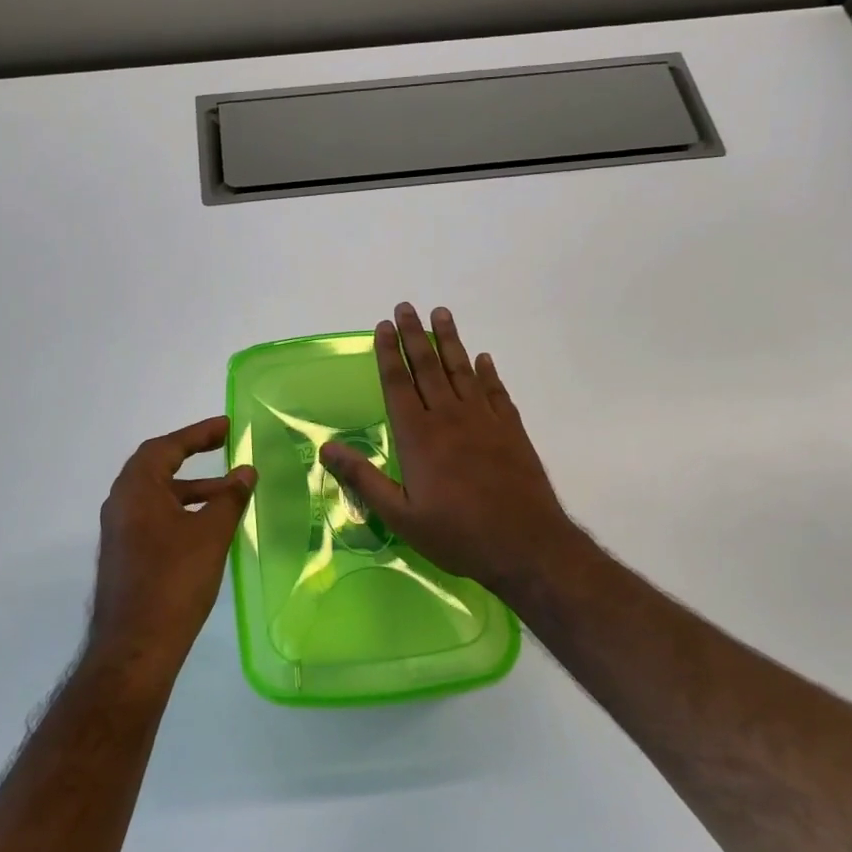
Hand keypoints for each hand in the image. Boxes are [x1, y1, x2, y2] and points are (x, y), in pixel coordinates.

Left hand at [89, 417, 255, 688]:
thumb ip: (229, 498)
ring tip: (230, 494)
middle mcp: (121, 503)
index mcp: (136, 489)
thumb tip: (246, 471)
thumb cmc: (174, 580)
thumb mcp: (210, 534)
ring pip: (158, 496)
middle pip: (157, 467)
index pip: (166, 447)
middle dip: (193, 456)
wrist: (136, 646)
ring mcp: (120, 531)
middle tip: (226, 448)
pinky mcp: (125, 555)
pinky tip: (209, 528)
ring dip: (191, 488)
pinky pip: (154, 518)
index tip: (228, 426)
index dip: (198, 433)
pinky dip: (181, 511)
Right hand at [320, 304, 585, 597]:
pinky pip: (495, 391)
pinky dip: (487, 372)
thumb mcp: (400, 516)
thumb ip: (363, 478)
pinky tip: (483, 358)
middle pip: (428, 367)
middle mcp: (449, 417)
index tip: (383, 326)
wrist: (525, 544)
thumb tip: (325, 447)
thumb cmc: (456, 534)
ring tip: (441, 314)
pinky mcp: (511, 430)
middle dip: (414, 335)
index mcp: (418, 436)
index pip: (398, 384)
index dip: (388, 353)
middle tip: (406, 306)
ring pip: (462, 370)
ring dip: (450, 341)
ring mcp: (484, 420)